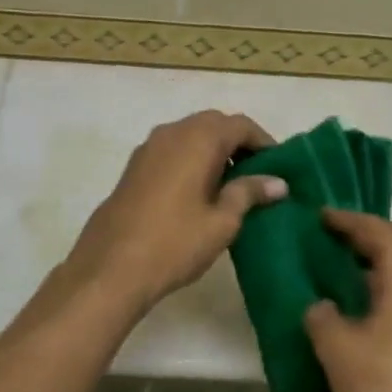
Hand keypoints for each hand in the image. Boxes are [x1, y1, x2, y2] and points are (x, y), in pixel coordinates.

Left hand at [59, 111, 287, 316]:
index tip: (280, 167)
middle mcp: (172, 132)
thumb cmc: (175, 243)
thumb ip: (249, 193)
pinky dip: (191, 160)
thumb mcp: (222, 221)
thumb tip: (278, 182)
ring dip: (213, 151)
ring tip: (231, 186)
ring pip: (190, 136)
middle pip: (214, 124)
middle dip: (238, 143)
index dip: (264, 142)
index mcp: (198, 139)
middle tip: (258, 175)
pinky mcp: (134, 167)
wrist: (110, 267)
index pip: (240, 125)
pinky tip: (199, 192)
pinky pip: (172, 151)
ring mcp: (148, 148)